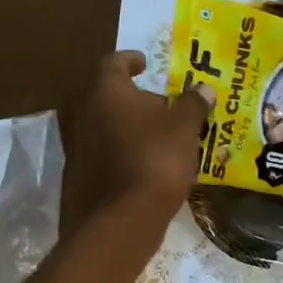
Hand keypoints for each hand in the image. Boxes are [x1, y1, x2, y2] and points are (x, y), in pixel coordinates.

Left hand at [59, 50, 213, 239]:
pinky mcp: (80, 179)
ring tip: (158, 141)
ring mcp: (78, 148)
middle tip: (162, 108)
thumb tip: (204, 88)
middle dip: (135, 100)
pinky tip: (144, 169)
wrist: (120, 221)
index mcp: (107, 91)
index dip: (131, 60)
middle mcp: (85, 114)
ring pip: (107, 129)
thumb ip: (193, 105)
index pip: (115, 62)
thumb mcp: (184, 129)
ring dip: (129, 130)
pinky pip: (105, 158)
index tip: (145, 63)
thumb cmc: (155, 161)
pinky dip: (123, 156)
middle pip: (110, 98)